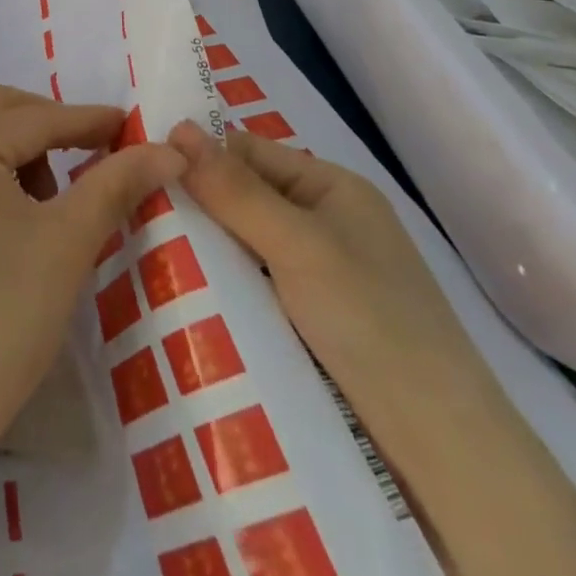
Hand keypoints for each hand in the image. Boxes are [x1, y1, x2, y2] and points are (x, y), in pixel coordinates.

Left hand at [0, 86, 186, 461]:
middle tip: (98, 155)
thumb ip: (116, 184)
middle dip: (51, 126)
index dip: (88, 120)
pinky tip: (17, 220)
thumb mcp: (67, 244)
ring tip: (55, 204)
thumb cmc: (1, 318)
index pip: (35, 118)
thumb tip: (168, 150)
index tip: (133, 127)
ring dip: (22, 152)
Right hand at [169, 122, 575, 575]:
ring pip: (241, 244)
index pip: (246, 151)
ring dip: (204, 250)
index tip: (140, 170)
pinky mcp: (309, 321)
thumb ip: (234, 188)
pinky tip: (183, 293)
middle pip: (242, 197)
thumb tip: (174, 126)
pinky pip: (252, 285)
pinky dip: (222, 285)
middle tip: (134, 215)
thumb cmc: (371, 322)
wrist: (441, 450)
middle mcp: (324, 222)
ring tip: (144, 252)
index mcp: (331, 187)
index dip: (197, 157)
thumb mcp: (297, 244)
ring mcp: (317, 274)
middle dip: (196, 207)